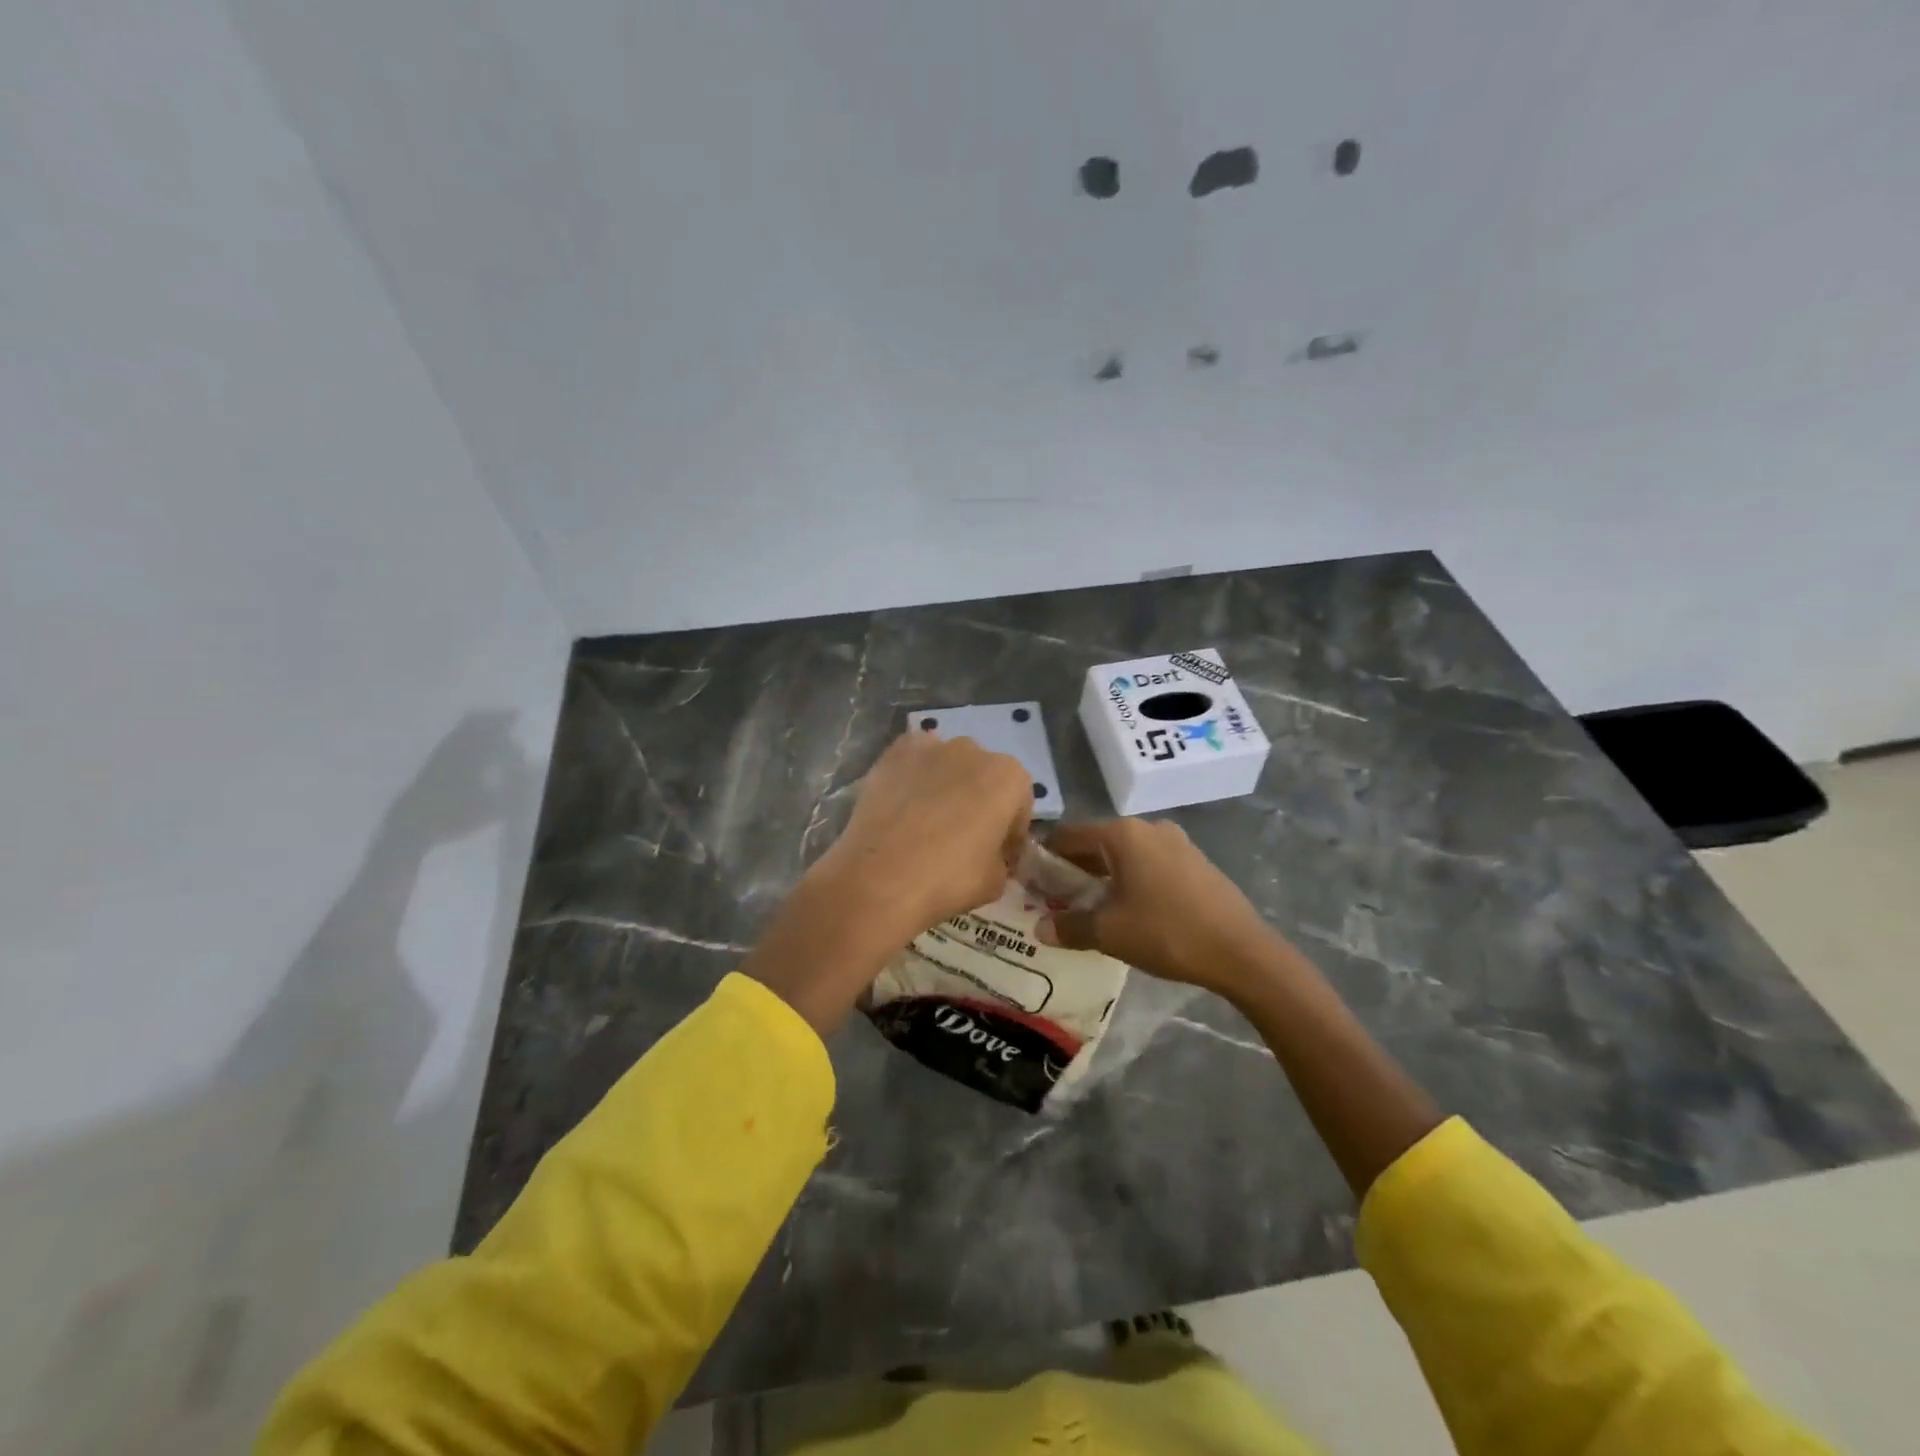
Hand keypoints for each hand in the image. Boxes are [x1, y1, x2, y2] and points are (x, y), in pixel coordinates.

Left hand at [813, 729, 1035, 942]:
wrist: (880, 877)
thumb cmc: (948, 879)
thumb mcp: (995, 882)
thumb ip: (1001, 859)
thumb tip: (990, 856)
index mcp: (1009, 778)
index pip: (1019, 804)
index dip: (1010, 832)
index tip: (997, 855)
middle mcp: (974, 750)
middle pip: (983, 777)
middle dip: (978, 801)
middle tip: (962, 837)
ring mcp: (931, 747)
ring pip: (948, 765)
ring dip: (946, 785)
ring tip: (927, 821)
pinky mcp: (894, 753)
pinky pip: (914, 761)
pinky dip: (913, 777)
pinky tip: (903, 805)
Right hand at [1036, 819, 1284, 996]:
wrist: (1241, 951)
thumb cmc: (1167, 933)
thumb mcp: (1109, 933)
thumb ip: (1070, 926)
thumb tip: (1039, 929)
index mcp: (1122, 834)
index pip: (1069, 835)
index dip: (1046, 857)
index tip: (1032, 881)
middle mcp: (1148, 828)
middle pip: (1097, 842)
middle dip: (1074, 869)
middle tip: (1055, 898)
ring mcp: (1176, 842)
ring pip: (1125, 854)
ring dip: (1103, 875)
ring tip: (1089, 906)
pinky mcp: (1195, 861)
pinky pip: (1149, 863)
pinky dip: (1131, 879)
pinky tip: (1130, 908)